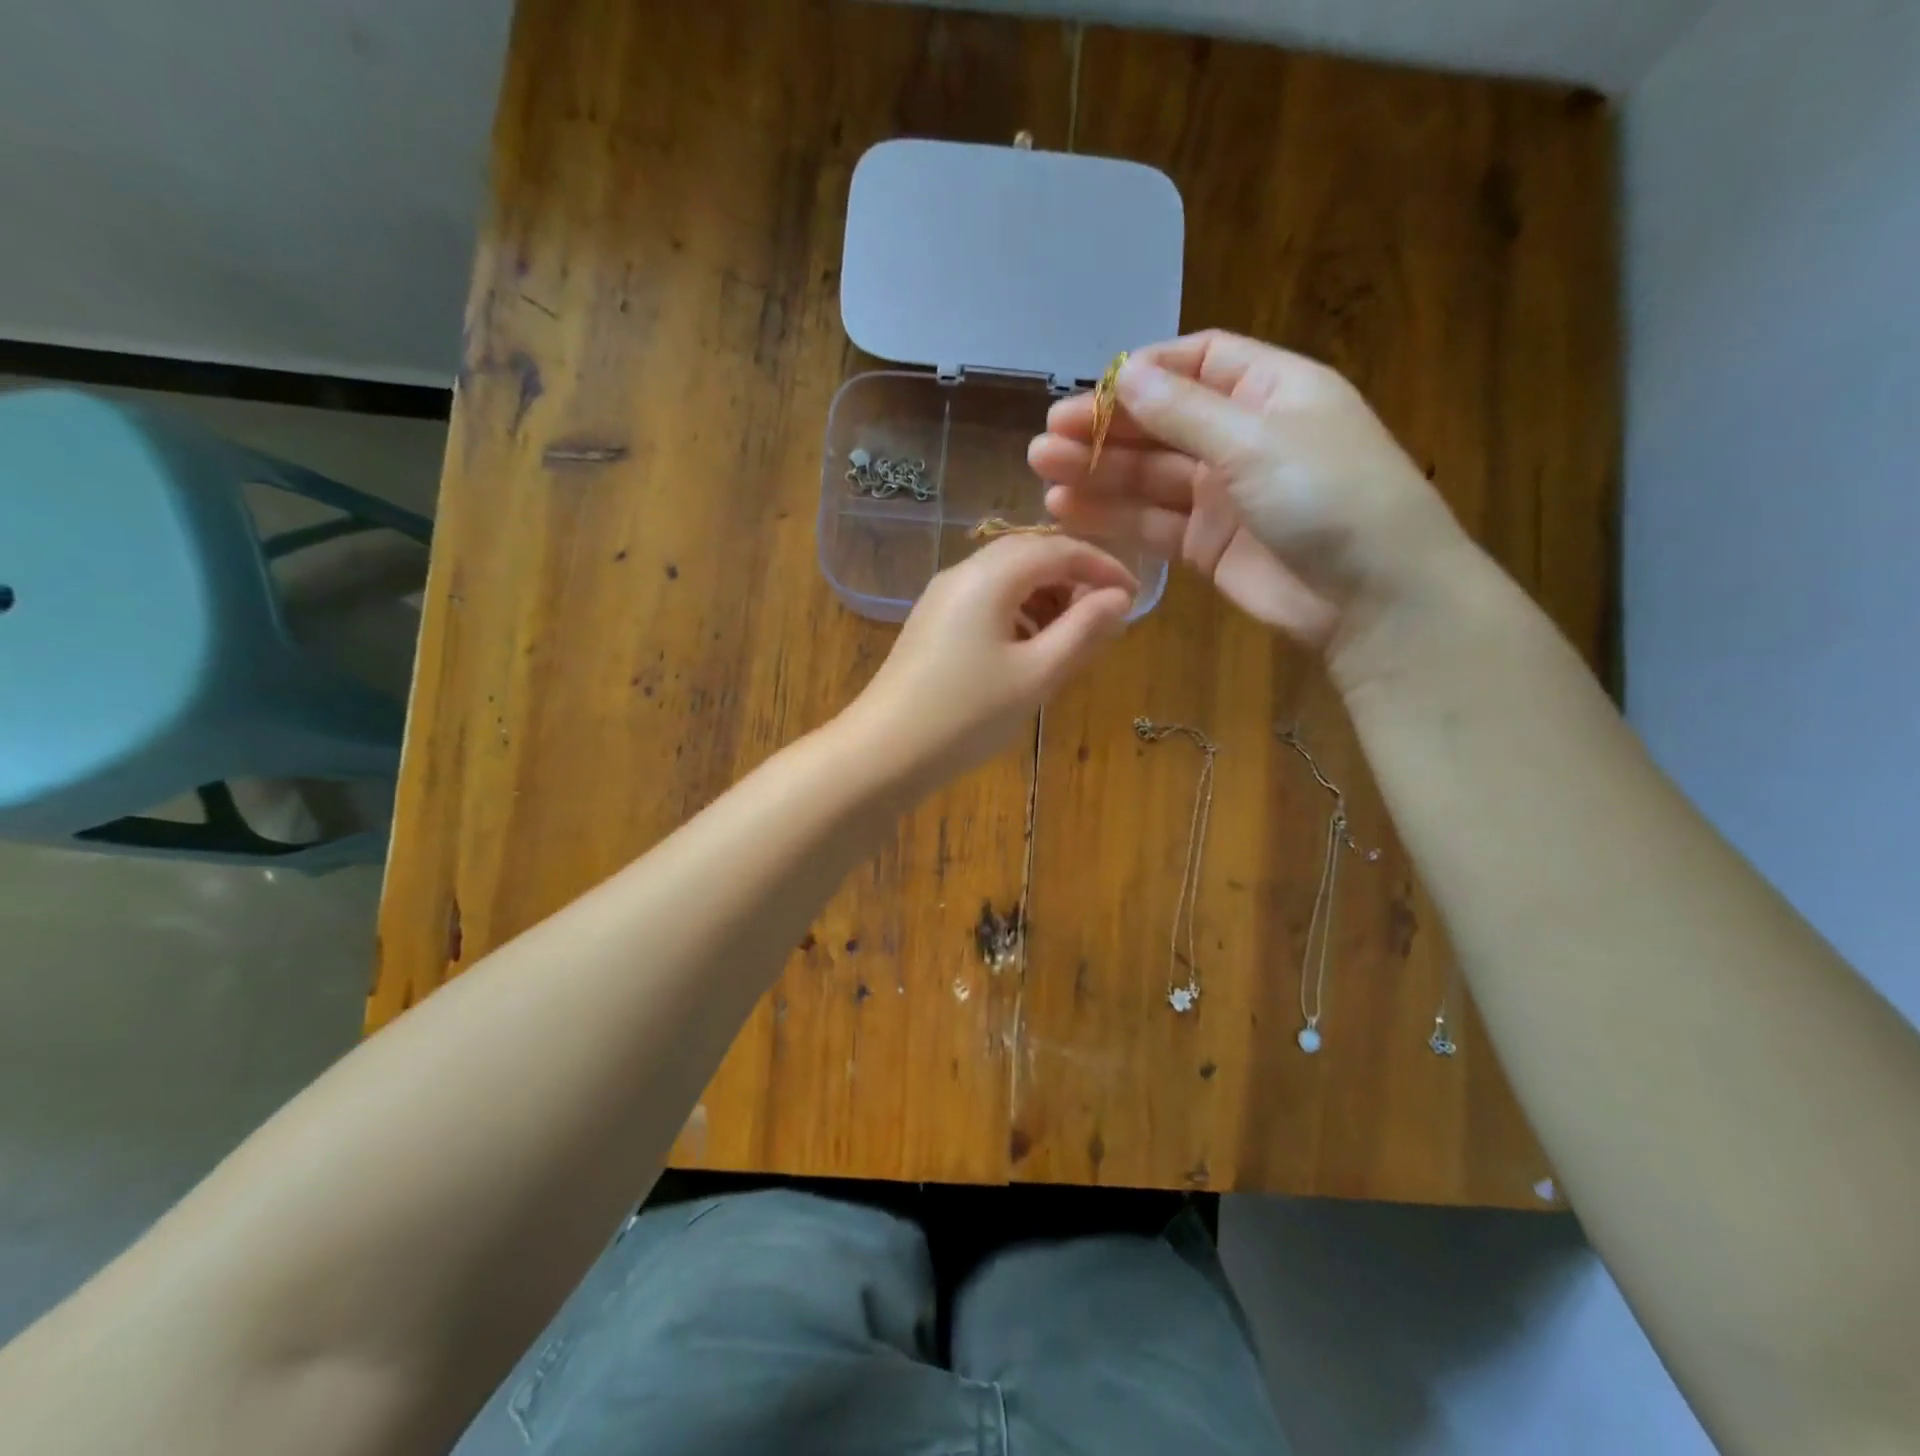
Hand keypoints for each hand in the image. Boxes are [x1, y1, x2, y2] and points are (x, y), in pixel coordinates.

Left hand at [842, 535, 1135, 788]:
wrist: (883, 752)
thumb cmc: (967, 714)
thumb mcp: (1036, 675)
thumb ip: (1083, 631)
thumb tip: (1119, 598)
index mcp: (990, 576)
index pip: (1058, 548)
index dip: (1102, 565)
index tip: (1134, 595)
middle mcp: (962, 574)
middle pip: (1030, 555)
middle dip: (1073, 578)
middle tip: (1105, 616)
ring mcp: (942, 598)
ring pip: (1006, 579)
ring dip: (1046, 597)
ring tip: (1072, 638)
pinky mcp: (932, 624)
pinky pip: (986, 602)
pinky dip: (1019, 614)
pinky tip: (1030, 650)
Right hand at [1029, 331, 1472, 663]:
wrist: (1372, 598)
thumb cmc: (1328, 497)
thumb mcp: (1256, 441)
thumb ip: (1184, 412)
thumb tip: (1126, 375)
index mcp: (1270, 390)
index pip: (1198, 362)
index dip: (1144, 373)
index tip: (1091, 390)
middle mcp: (1243, 437)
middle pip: (1162, 423)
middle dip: (1106, 428)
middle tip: (1046, 437)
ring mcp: (1223, 495)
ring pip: (1149, 476)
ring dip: (1098, 472)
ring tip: (1042, 471)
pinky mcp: (1207, 545)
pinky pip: (1152, 523)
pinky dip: (1113, 517)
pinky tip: (1067, 511)